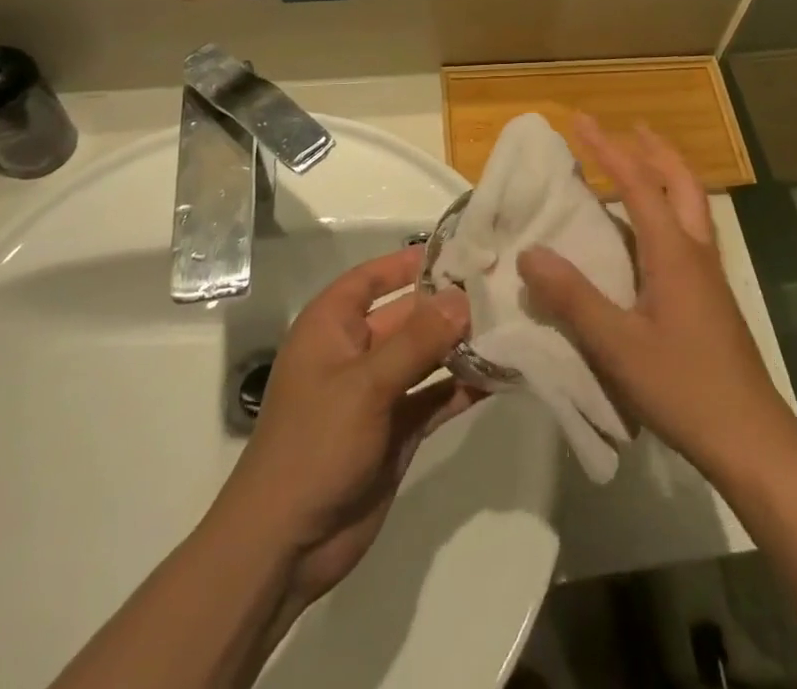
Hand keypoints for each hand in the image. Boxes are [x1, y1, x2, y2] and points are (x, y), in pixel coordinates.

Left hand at [216, 248, 478, 608]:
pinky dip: (463, 386)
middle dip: (449, 304)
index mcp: (332, 326)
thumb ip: (418, 340)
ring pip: (426, 355)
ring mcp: (378, 392)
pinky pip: (435, 395)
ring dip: (462, 344)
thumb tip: (463, 297)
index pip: (374, 277)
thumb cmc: (315, 445)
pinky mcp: (397, 429)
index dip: (410, 261)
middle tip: (502, 287)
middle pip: (408, 314)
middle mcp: (356, 350)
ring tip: (511, 325)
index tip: (460, 249)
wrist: (285, 546)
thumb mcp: (366, 385)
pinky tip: (501, 374)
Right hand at [517, 116, 796, 486]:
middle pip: (681, 182)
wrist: (751, 437)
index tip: (581, 120)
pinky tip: (652, 233)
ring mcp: (709, 274)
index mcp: (673, 252)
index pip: (637, 184)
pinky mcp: (711, 296)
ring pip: (692, 205)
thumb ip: (573, 298)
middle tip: (631, 128)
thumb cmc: (684, 387)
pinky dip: (670, 208)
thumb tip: (530, 253)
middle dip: (655, 150)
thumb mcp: (618, 346)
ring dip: (668, 175)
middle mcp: (695, 251)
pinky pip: (689, 230)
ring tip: (643, 164)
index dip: (608, 149)